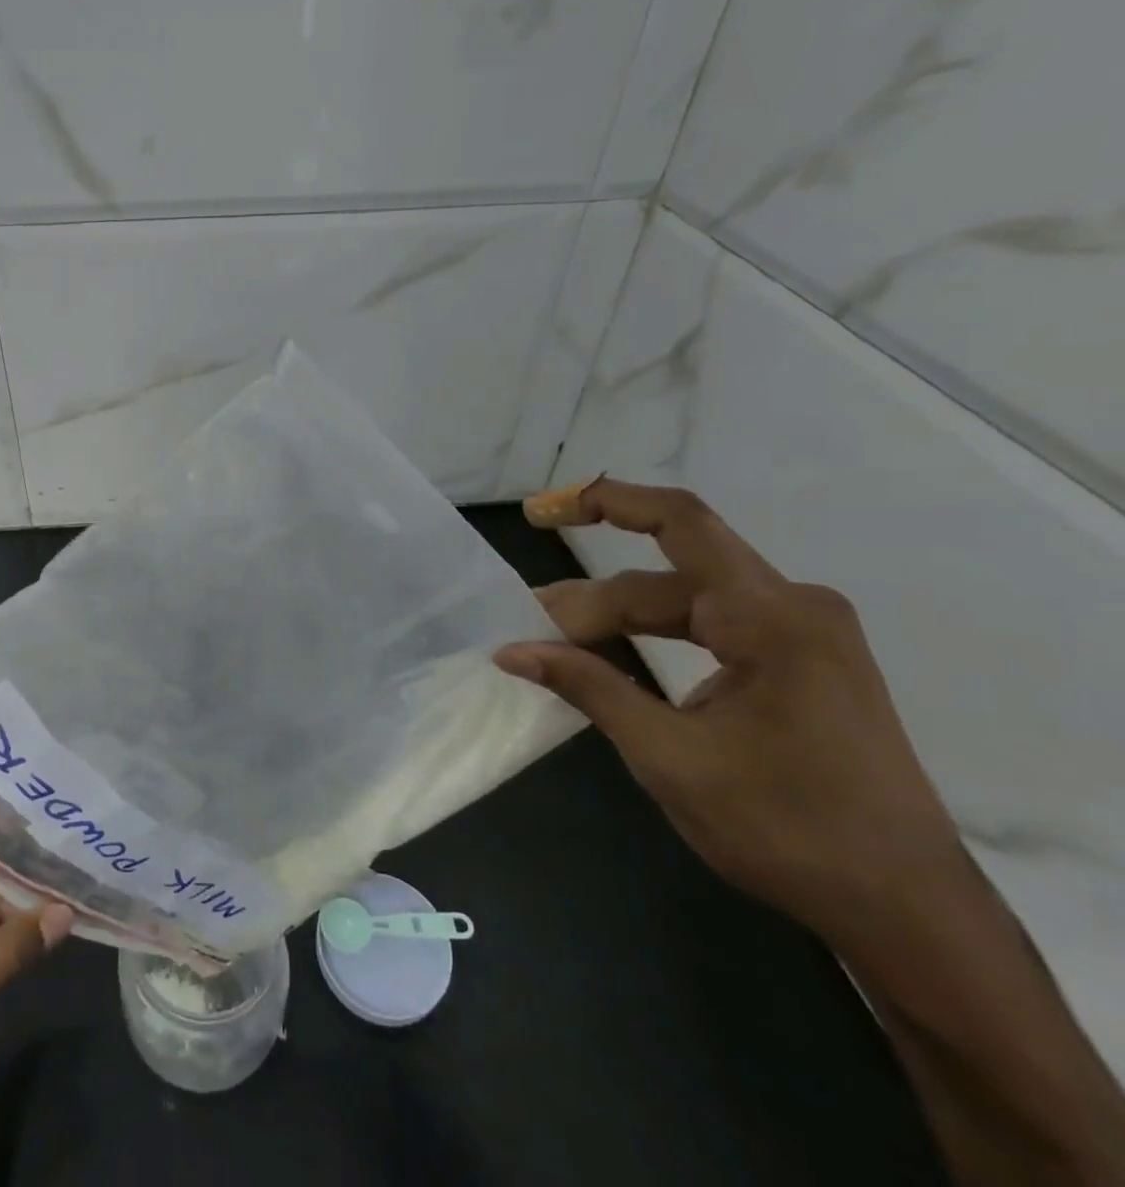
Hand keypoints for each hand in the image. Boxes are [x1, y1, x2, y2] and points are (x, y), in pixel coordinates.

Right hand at [494, 477, 964, 947]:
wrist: (906, 912)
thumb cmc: (787, 829)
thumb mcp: (670, 757)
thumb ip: (588, 687)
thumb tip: (510, 650)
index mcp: (775, 619)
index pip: (680, 525)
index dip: (605, 503)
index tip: (543, 512)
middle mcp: (795, 609)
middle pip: (670, 579)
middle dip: (595, 600)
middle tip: (531, 632)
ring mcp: (804, 636)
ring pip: (686, 603)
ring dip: (620, 618)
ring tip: (558, 641)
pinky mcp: (802, 664)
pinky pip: (711, 628)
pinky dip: (655, 636)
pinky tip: (616, 654)